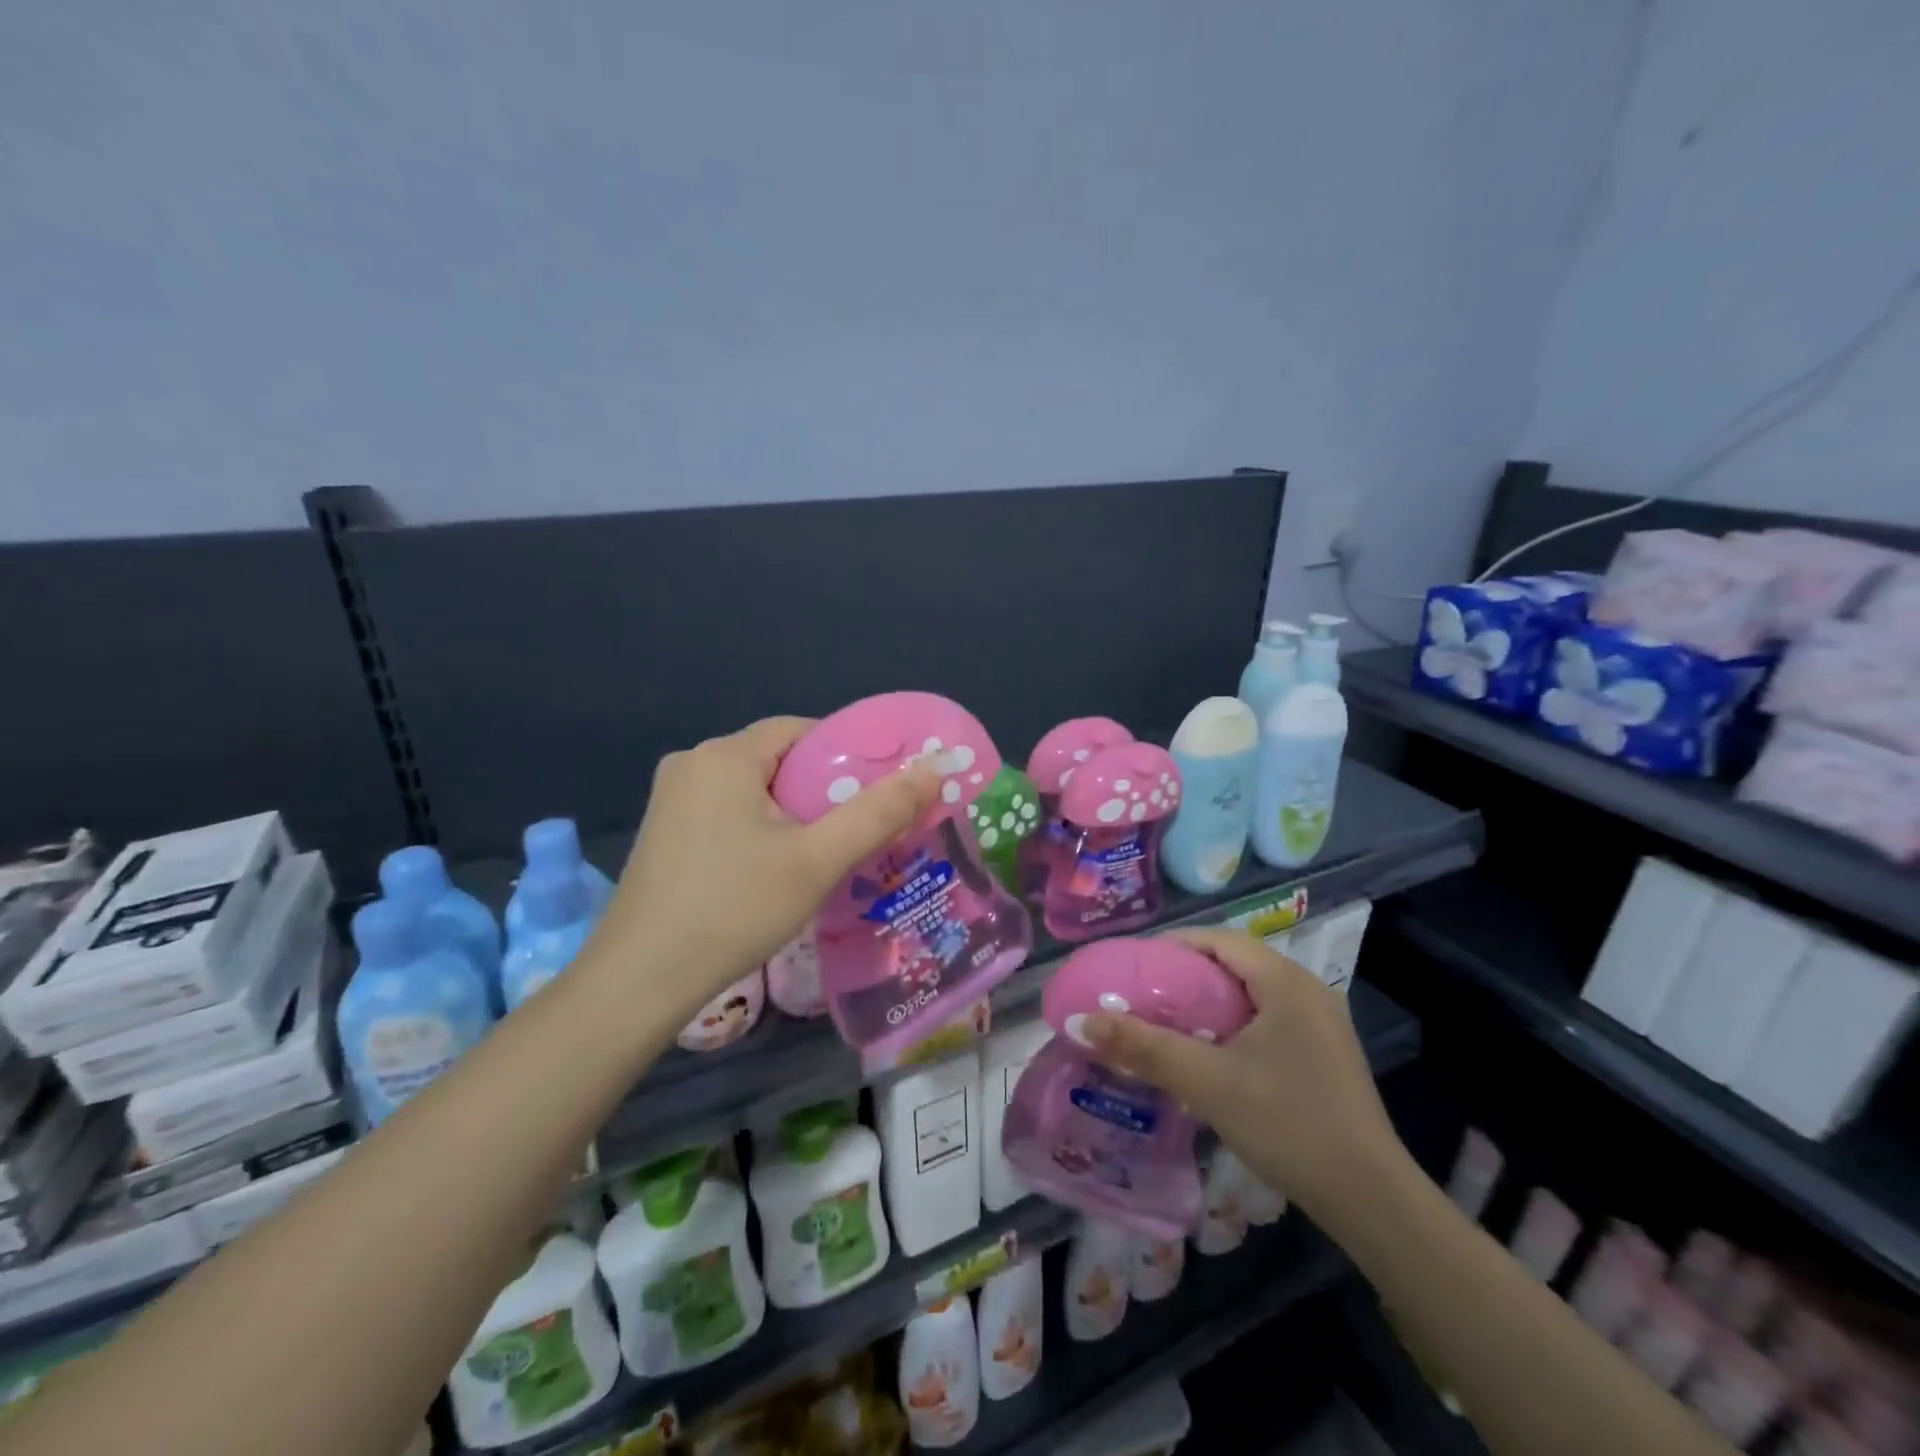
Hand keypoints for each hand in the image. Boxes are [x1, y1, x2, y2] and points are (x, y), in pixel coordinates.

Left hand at [599, 717, 940, 1013]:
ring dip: (791, 813)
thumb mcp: (818, 860)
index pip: (803, 731)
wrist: (640, 981)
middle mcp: (693, 763)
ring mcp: (671, 800)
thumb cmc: (734, 909)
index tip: (874, 795)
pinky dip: (760, 829)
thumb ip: (879, 811)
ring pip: (753, 789)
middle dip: (821, 790)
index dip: (846, 756)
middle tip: (855, 832)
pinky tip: (773, 871)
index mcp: (725, 755)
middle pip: (778, 760)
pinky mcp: (664, 833)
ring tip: (823, 855)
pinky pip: (728, 813)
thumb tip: (933, 768)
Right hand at [1082, 926, 1408, 1220]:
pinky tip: (1210, 1054)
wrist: (1371, 1200)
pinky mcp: (1325, 1053)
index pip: (1219, 940)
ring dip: (1208, 1001)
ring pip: (1251, 993)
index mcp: (1286, 981)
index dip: (1172, 946)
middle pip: (1234, 963)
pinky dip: (1232, 1024)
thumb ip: (1143, 1047)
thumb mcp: (1207, 1083)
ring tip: (1167, 1022)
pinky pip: (1267, 1018)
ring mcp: (1321, 1023)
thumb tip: (1080, 1021)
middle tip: (1143, 996)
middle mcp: (1308, 989)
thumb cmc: (1288, 1124)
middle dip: (1185, 974)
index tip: (1132, 967)